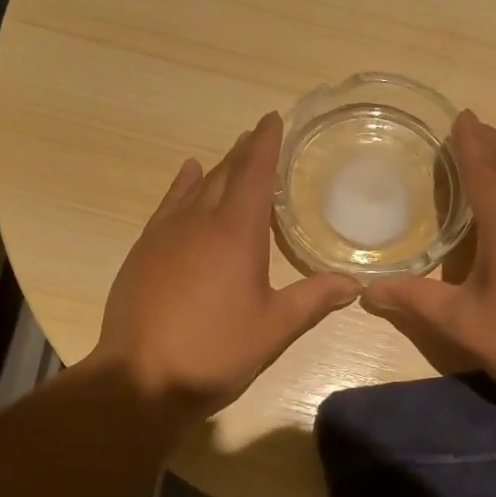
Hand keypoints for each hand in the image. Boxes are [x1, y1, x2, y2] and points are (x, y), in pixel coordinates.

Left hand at [90, 112, 359, 421]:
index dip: (266, 144)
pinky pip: (167, 206)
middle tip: (257, 135)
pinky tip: (186, 179)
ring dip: (215, 169)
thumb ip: (313, 300)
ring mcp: (165, 234)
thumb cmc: (215, 350)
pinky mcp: (143, 251)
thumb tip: (354, 283)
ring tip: (228, 155)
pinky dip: (181, 187)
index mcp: (237, 232)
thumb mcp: (273, 328)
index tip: (272, 118)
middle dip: (243, 153)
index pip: (255, 173)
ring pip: (194, 188)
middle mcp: (199, 221)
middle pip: (225, 175)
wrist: (141, 377)